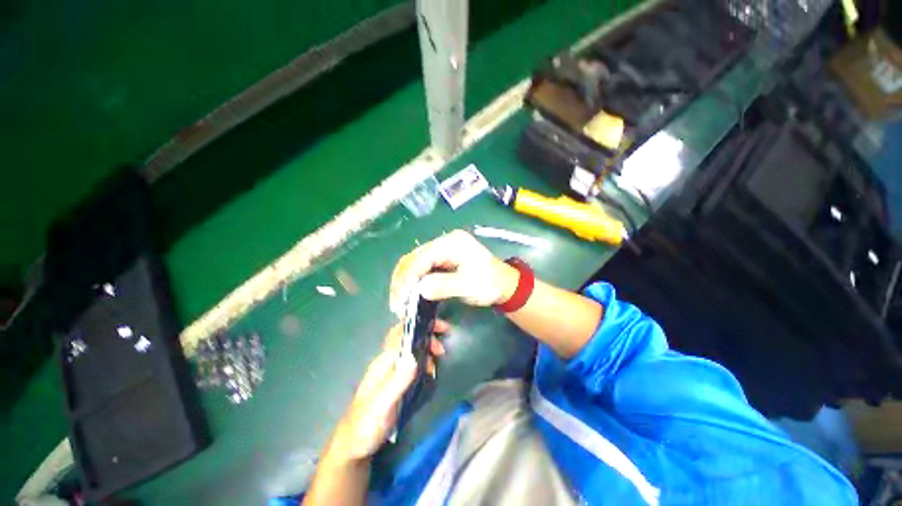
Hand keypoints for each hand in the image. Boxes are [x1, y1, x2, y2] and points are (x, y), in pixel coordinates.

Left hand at [330, 322, 447, 461]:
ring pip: (413, 352)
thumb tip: (415, 356)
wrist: (353, 447)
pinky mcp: (396, 383)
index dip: (418, 324)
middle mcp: (388, 362)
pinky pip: (413, 366)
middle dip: (427, 338)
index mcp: (384, 361)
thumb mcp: (383, 404)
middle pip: (409, 340)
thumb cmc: (366, 425)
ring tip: (439, 360)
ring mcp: (392, 373)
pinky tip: (431, 373)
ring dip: (427, 351)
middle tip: (442, 350)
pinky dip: (425, 364)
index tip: (438, 326)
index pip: (400, 333)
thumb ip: (398, 381)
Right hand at [390, 230, 517, 314]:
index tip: (400, 300)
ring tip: (400, 300)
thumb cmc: (489, 283)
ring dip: (405, 281)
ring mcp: (442, 250)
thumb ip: (443, 285)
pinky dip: (414, 280)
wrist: (504, 283)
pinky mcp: (442, 259)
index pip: (421, 258)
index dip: (408, 278)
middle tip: (397, 303)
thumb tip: (418, 289)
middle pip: (414, 258)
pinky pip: (422, 268)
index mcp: (451, 243)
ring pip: (415, 263)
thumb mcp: (468, 285)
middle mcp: (444, 242)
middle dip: (402, 280)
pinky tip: (410, 292)